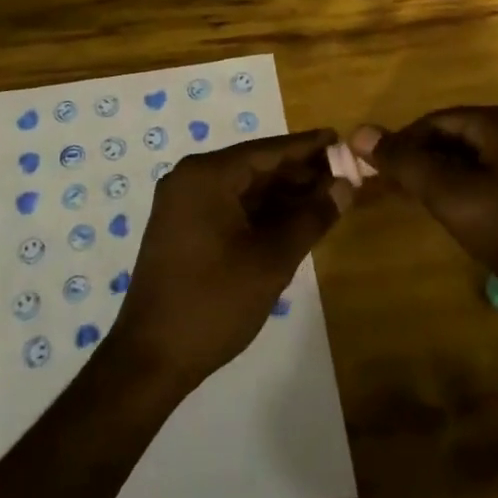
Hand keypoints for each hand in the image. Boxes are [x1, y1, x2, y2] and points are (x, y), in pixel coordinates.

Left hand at [110, 129, 350, 392]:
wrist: (151, 358)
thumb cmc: (214, 302)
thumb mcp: (272, 260)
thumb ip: (312, 217)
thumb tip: (346, 185)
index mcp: (207, 176)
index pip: (267, 150)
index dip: (308, 147)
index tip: (341, 139)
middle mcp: (190, 180)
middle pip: (255, 167)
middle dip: (299, 173)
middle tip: (344, 176)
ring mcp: (182, 205)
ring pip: (243, 189)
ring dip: (282, 195)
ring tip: (328, 199)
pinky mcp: (182, 229)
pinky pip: (229, 207)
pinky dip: (261, 213)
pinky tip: (294, 221)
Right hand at [351, 106, 497, 301]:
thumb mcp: (452, 196)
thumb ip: (405, 163)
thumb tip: (359, 133)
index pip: (437, 120)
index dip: (402, 143)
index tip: (376, 172)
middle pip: (455, 136)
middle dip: (421, 161)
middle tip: (395, 192)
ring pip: (473, 160)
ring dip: (442, 178)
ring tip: (419, 206)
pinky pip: (492, 179)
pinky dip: (467, 191)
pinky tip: (457, 217)